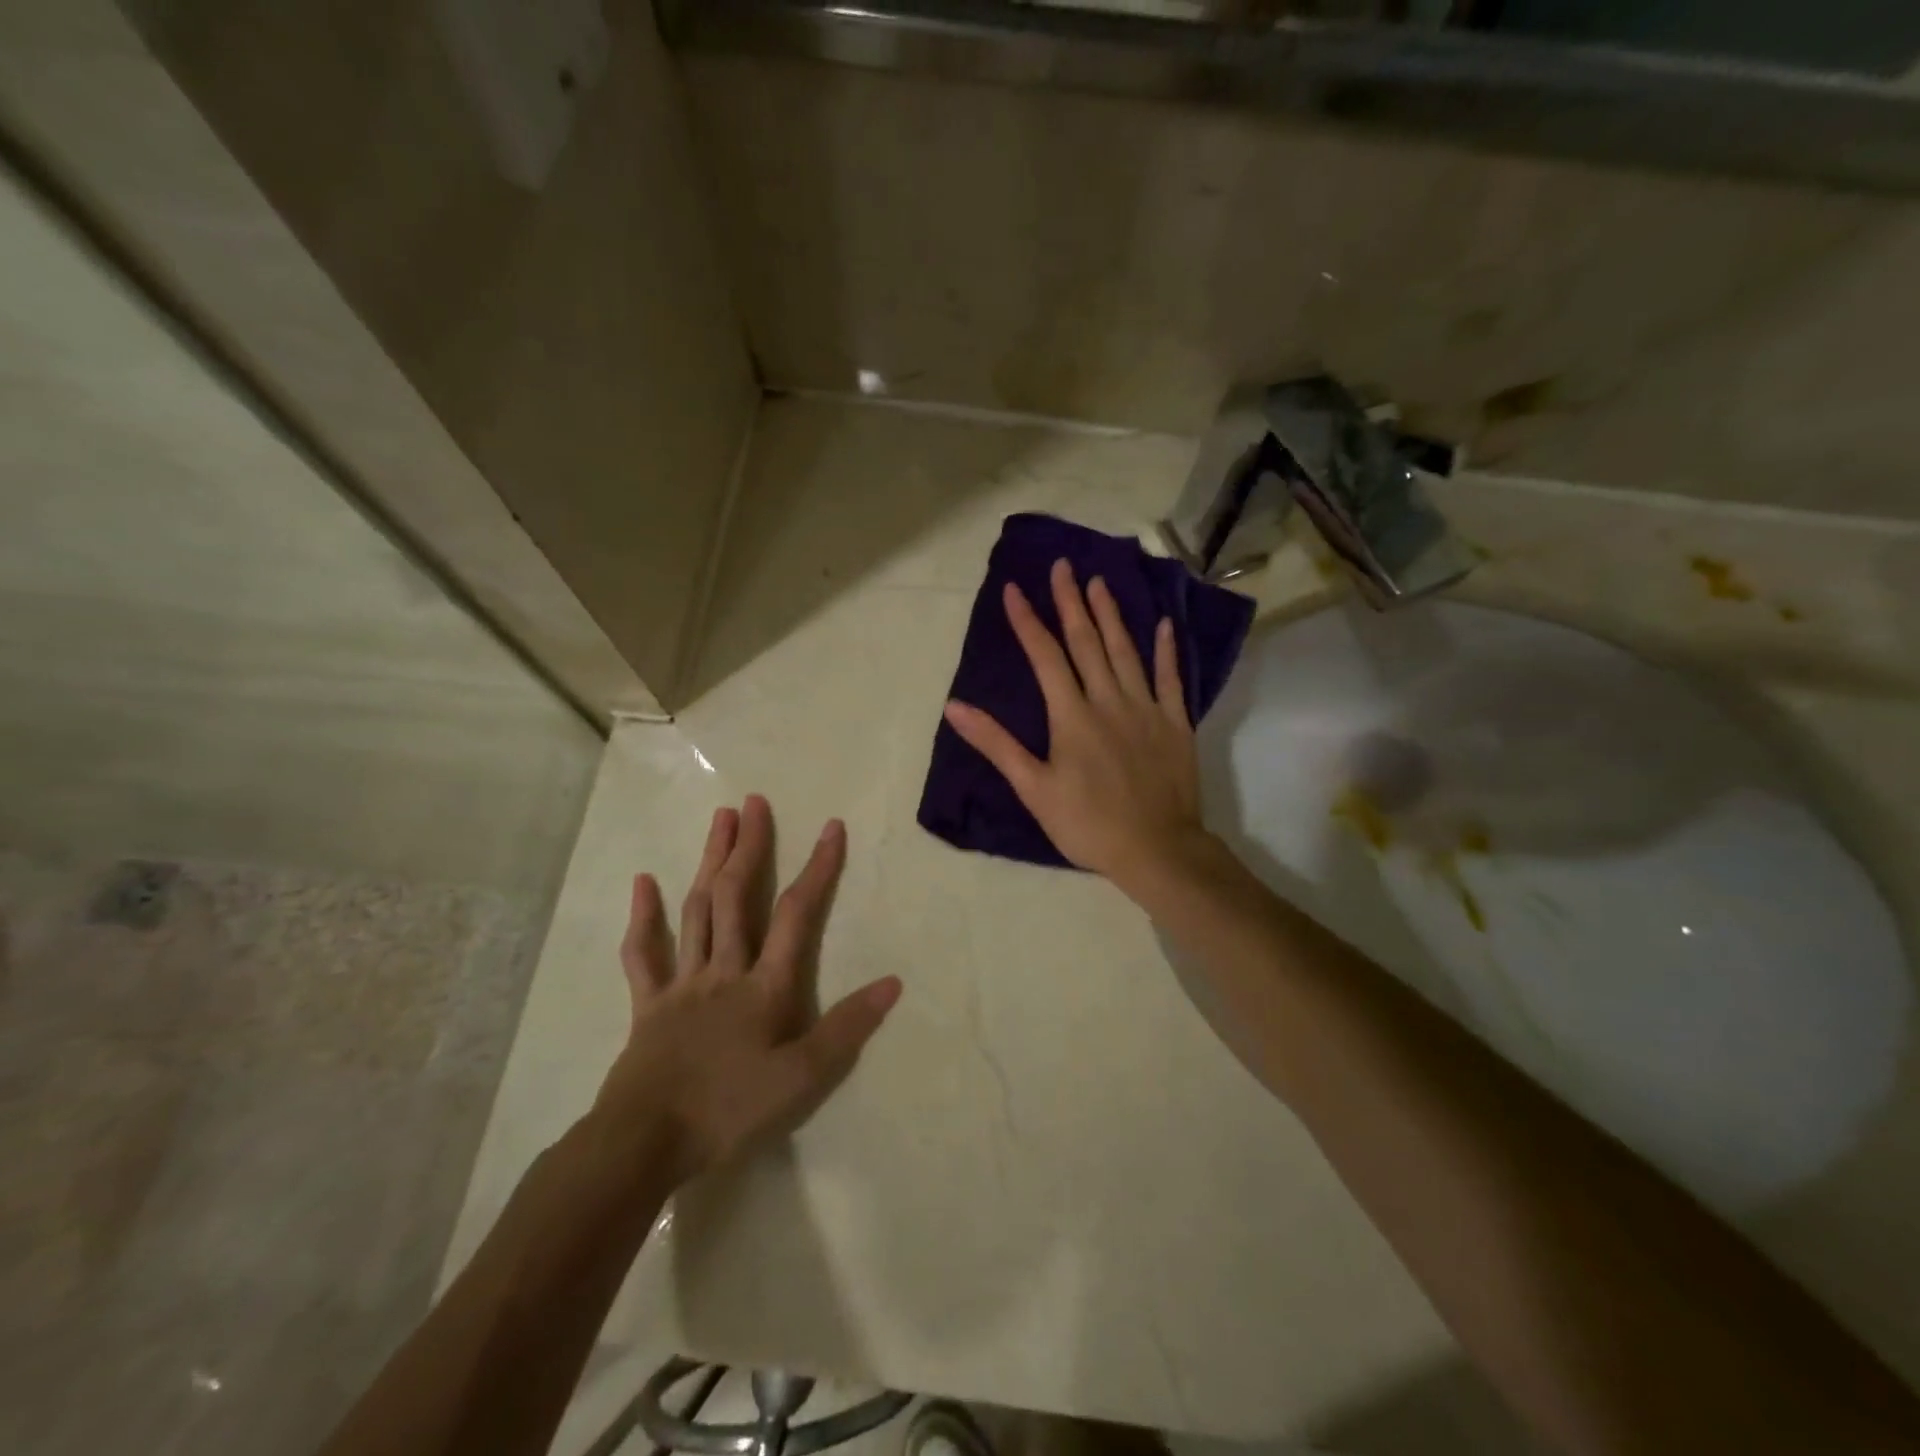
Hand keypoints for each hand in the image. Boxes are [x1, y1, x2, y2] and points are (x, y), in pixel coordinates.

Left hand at [592, 796, 901, 1184]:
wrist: (643, 1143)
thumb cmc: (728, 1110)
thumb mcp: (801, 1078)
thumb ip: (847, 1028)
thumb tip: (893, 982)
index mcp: (763, 986)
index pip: (795, 915)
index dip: (817, 869)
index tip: (831, 827)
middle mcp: (723, 970)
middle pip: (735, 897)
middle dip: (749, 847)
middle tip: (755, 802)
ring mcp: (682, 983)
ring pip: (696, 911)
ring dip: (708, 862)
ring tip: (720, 819)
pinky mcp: (648, 1004)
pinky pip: (644, 954)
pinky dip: (644, 917)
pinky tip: (643, 881)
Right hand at [943, 558, 1213, 895]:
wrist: (1156, 849)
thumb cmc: (1087, 824)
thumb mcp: (1033, 788)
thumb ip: (996, 744)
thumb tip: (955, 706)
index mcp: (1071, 715)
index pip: (1045, 657)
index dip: (1028, 622)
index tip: (1014, 589)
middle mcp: (1109, 700)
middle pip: (1086, 642)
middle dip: (1071, 602)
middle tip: (1063, 566)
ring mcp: (1146, 708)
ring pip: (1126, 651)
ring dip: (1111, 615)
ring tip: (1099, 582)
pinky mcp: (1175, 723)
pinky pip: (1170, 678)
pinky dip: (1166, 650)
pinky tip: (1163, 624)